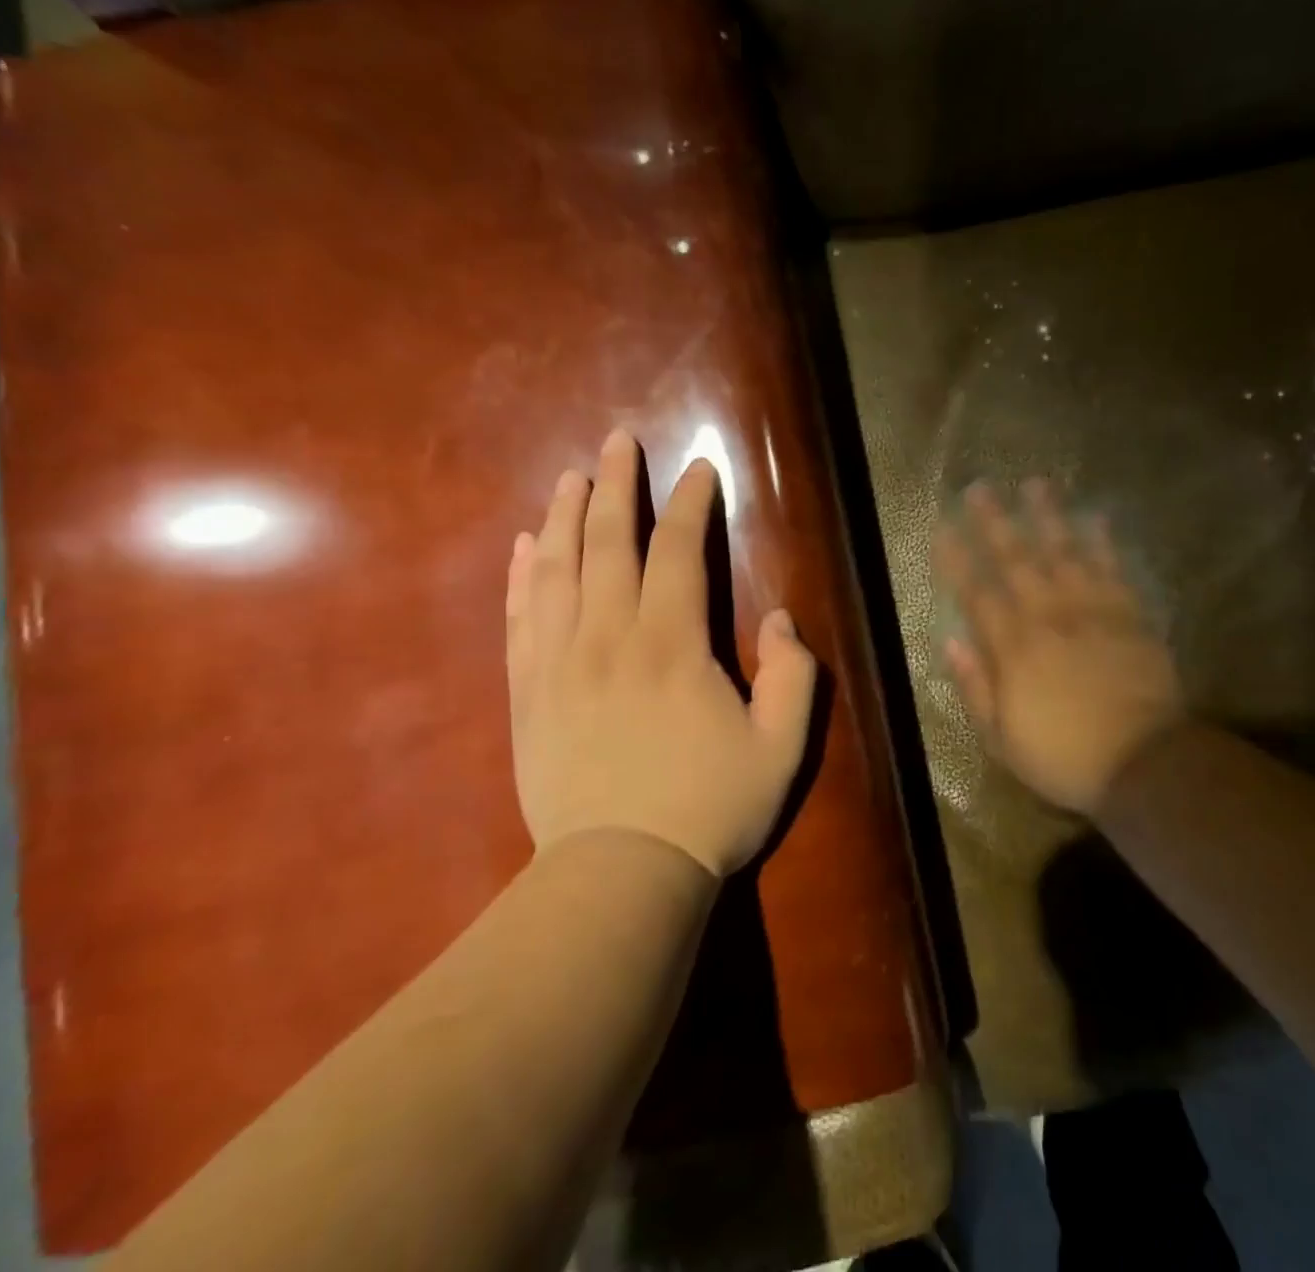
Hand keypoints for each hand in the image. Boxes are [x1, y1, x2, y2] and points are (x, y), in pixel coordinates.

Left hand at [505, 428, 818, 876]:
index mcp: (672, 645)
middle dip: (616, 485)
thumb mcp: (782, 748)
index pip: (679, 551)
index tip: (699, 468)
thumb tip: (779, 620)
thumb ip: (793, 676)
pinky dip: (522, 576)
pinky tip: (524, 546)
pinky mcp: (528, 694)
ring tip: (570, 476)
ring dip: (564, 516)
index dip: (691, 503)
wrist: (620, 874)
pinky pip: (521, 619)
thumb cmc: (709, 809)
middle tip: (617, 440)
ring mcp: (559, 664)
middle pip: (608, 543)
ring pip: (557, 570)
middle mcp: (609, 638)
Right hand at [936, 480, 1185, 815]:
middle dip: (994, 522)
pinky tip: (1094, 517)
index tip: (942, 528)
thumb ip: (975, 687)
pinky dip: (1102, 541)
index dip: (956, 559)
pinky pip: (1113, 568)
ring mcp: (1092, 611)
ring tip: (1035, 484)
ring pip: (1064, 552)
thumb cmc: (1063, 756)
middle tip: (980, 487)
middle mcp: (1048, 617)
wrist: (1144, 762)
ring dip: (1047, 517)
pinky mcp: (1129, 615)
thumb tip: (952, 642)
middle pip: (1016, 560)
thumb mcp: (1001, 738)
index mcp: (1013, 648)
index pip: (976, 593)